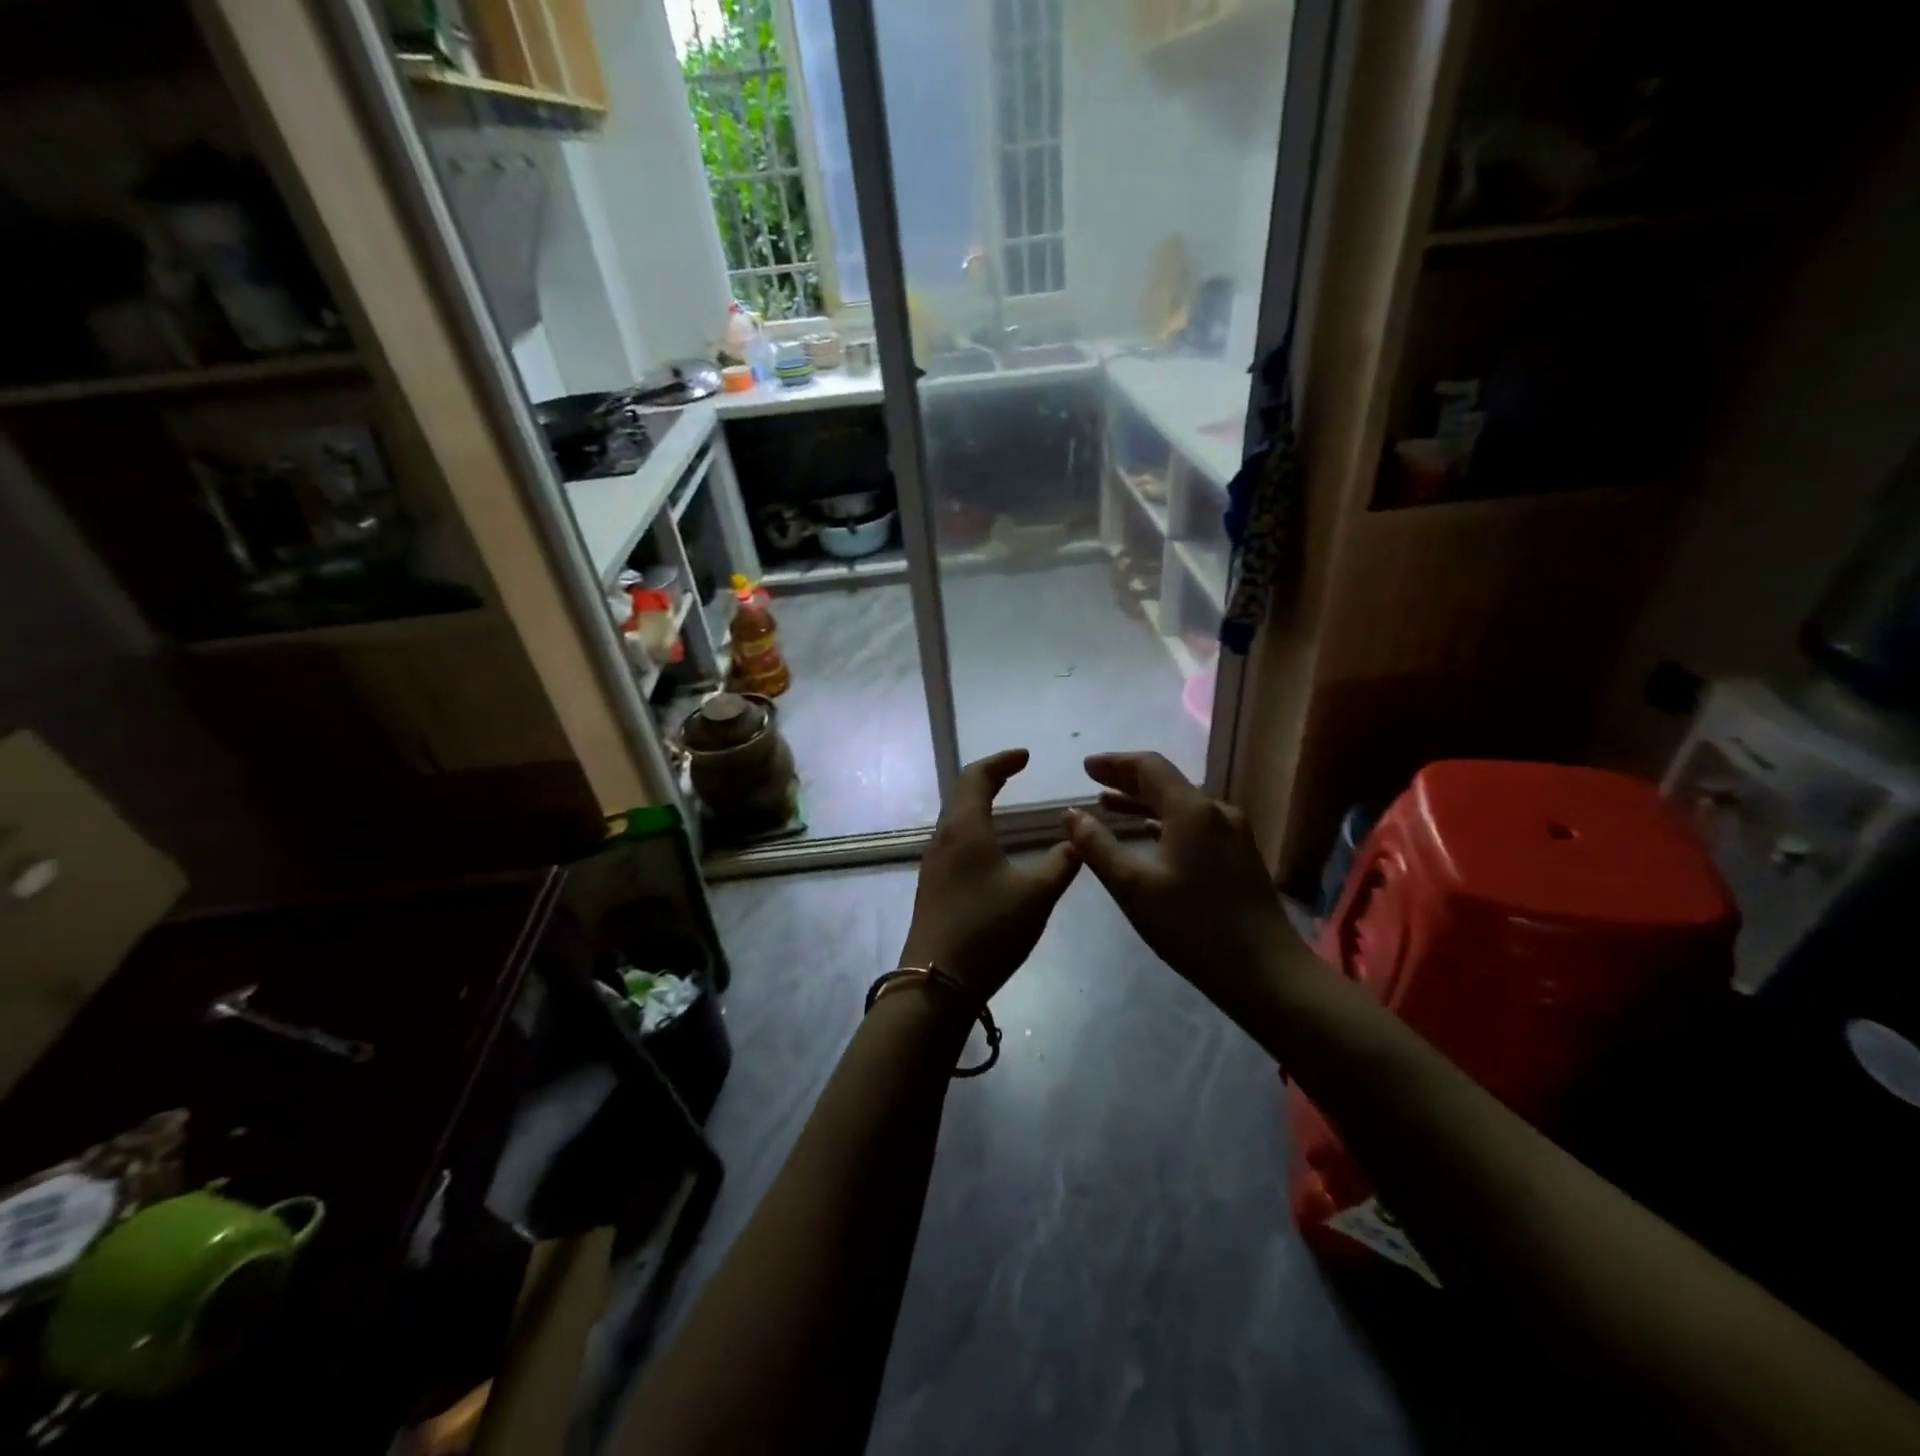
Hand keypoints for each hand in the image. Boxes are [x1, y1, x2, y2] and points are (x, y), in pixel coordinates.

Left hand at [900, 749, 1080, 999]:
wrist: (937, 982)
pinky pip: (953, 840)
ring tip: (1005, 805)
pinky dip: (974, 828)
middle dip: (990, 778)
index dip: (1002, 761)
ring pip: (955, 818)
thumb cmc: (989, 930)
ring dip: (979, 803)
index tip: (1025, 756)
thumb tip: (1079, 839)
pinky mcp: (932, 885)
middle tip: (1016, 773)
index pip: (978, 776)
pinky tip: (990, 848)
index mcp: (965, 829)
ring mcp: (933, 863)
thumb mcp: (1037, 896)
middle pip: (962, 793)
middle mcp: (943, 838)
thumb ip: (1062, 863)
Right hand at [1066, 752, 1287, 1003]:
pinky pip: (1194, 825)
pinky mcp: (1239, 856)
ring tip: (1109, 807)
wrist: (1266, 972)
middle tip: (1092, 783)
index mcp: (1192, 810)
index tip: (1085, 767)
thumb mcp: (1133, 887)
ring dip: (1143, 802)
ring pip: (1180, 805)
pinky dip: (1164, 822)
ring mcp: (1233, 834)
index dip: (1114, 763)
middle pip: (1166, 783)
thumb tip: (1071, 814)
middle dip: (1126, 780)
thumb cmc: (1193, 926)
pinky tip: (1149, 834)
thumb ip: (1098, 847)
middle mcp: (1216, 812)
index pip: (1149, 767)